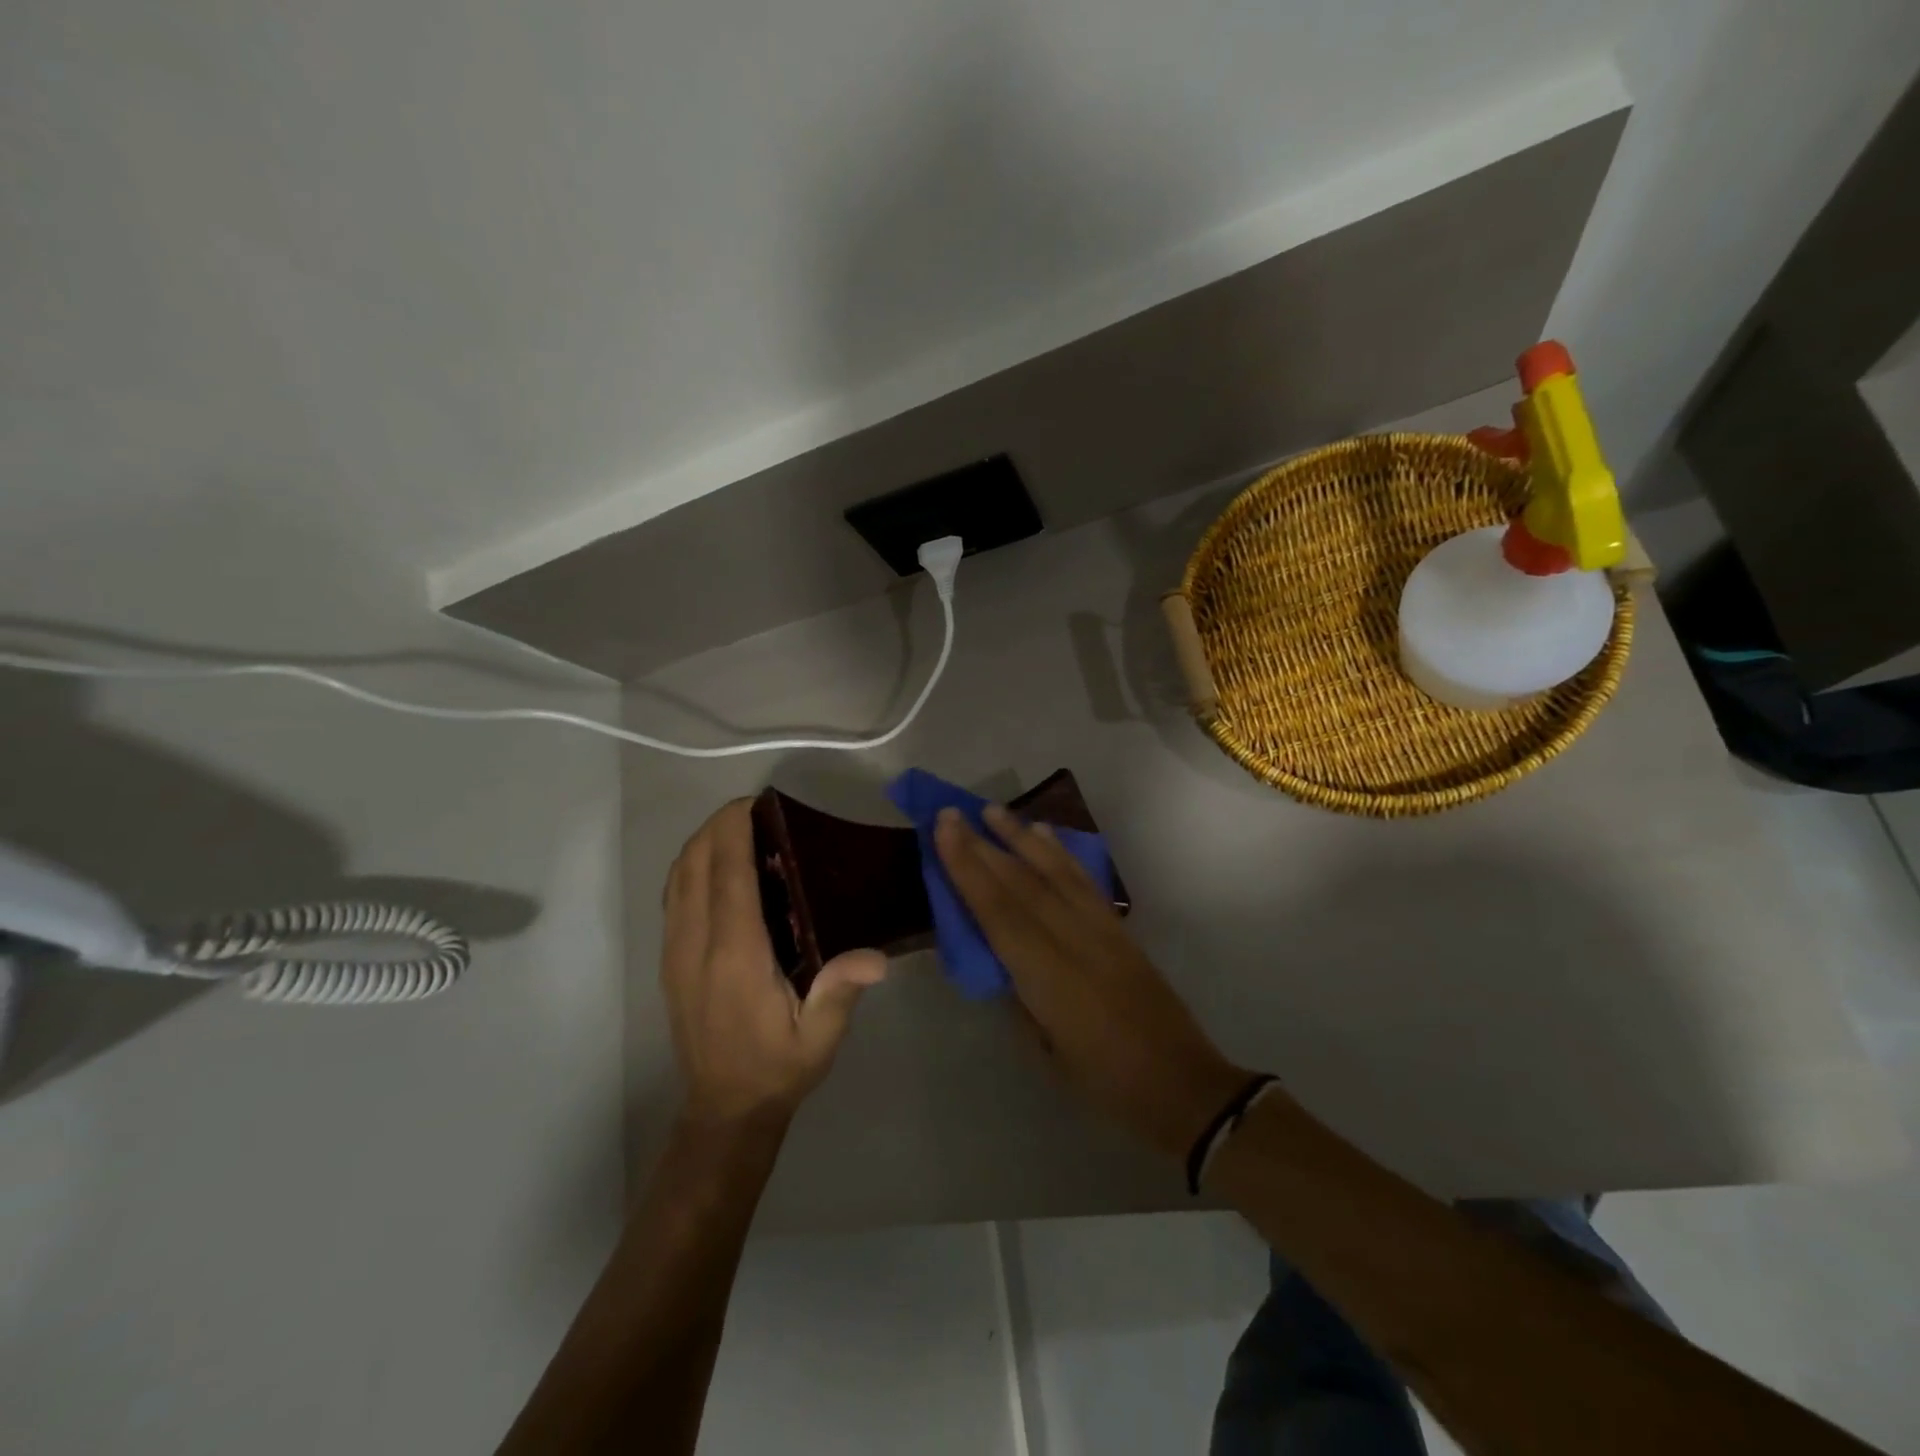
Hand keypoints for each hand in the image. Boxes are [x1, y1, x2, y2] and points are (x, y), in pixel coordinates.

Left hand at [662, 799, 887, 1125]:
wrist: (724, 1110)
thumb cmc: (777, 1067)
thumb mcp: (819, 1038)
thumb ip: (841, 992)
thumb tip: (876, 956)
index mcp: (736, 956)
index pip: (726, 874)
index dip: (734, 829)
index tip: (757, 802)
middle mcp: (696, 945)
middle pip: (694, 863)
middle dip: (718, 826)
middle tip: (758, 811)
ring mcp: (675, 951)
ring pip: (678, 876)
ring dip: (703, 843)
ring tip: (740, 830)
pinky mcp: (669, 960)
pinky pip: (674, 896)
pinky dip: (692, 867)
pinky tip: (720, 867)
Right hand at [934, 805, 1249, 1160]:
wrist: (1182, 1085)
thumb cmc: (1105, 1082)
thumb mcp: (1046, 1051)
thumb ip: (1019, 997)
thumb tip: (999, 958)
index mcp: (1048, 977)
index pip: (998, 911)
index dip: (968, 869)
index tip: (945, 830)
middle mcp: (1074, 940)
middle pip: (1022, 883)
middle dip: (984, 846)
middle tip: (954, 813)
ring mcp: (1102, 930)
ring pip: (1055, 871)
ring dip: (1021, 837)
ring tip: (993, 811)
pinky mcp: (1120, 928)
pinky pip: (1084, 881)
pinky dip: (1061, 853)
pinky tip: (1045, 835)